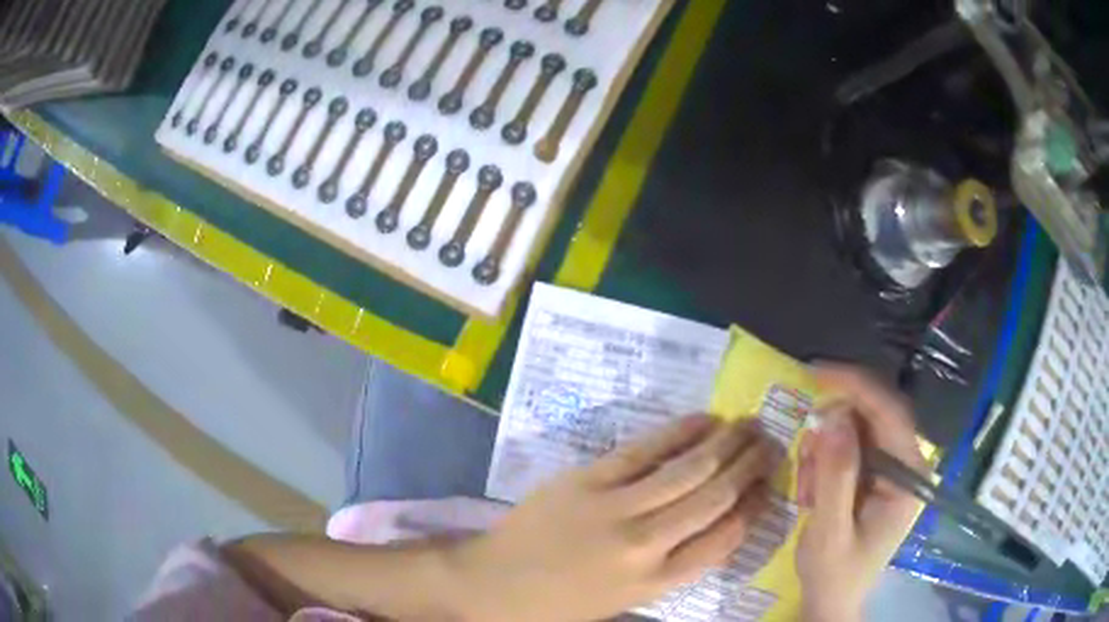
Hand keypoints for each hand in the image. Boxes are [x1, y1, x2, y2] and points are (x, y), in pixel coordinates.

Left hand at [451, 415, 774, 621]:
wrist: (492, 586)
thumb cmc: (559, 604)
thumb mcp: (624, 600)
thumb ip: (670, 568)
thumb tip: (712, 525)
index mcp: (656, 583)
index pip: (724, 540)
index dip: (754, 508)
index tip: (770, 486)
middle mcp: (646, 546)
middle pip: (714, 499)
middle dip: (750, 468)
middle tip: (772, 442)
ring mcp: (616, 509)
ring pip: (687, 471)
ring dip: (725, 444)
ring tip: (750, 425)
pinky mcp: (586, 480)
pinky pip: (643, 450)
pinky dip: (678, 433)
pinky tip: (703, 420)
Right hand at [795, 365, 927, 621]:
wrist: (832, 600)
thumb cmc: (834, 575)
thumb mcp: (830, 532)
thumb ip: (835, 476)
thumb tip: (832, 417)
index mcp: (908, 477)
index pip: (889, 413)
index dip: (855, 386)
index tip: (816, 372)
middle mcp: (906, 465)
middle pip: (873, 416)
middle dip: (832, 431)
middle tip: (804, 461)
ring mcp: (891, 469)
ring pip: (856, 430)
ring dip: (824, 452)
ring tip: (807, 493)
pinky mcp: (875, 475)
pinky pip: (848, 447)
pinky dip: (824, 461)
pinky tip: (812, 493)